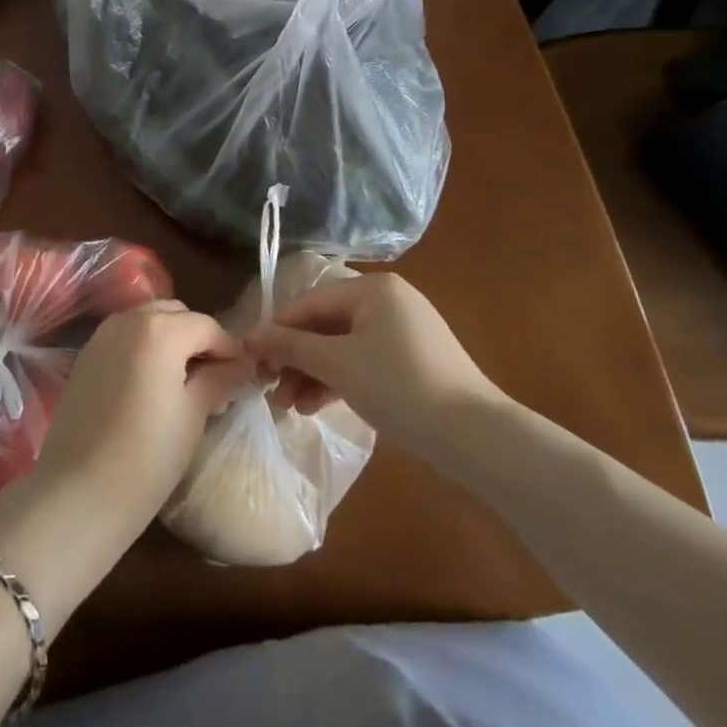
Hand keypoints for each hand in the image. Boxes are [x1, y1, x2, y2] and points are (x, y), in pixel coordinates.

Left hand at [31, 302, 249, 537]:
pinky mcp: (86, 355)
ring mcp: (102, 334)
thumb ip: (218, 379)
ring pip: (148, 321)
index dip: (230, 349)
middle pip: (176, 315)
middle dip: (198, 339)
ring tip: (185, 383)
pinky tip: (153, 385)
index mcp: (161, 329)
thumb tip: (241, 364)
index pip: (208, 326)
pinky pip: (126, 337)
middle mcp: (129, 319)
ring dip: (171, 340)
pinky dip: (145, 348)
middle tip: (215, 378)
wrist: (79, 492)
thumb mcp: (193, 415)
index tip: (244, 376)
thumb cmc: (147, 456)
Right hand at [243, 273, 507, 473]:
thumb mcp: (337, 365)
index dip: (277, 330)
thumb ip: (291, 347)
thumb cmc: (399, 386)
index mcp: (372, 288)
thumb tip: (249, 338)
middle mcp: (388, 300)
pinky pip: (364, 362)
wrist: (476, 437)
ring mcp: (403, 331)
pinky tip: (317, 406)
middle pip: (326, 325)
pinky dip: (340, 380)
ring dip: (314, 374)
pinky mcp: (413, 361)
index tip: (252, 360)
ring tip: (291, 407)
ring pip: (343, 346)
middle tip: (272, 390)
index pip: (310, 302)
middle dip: (296, 358)